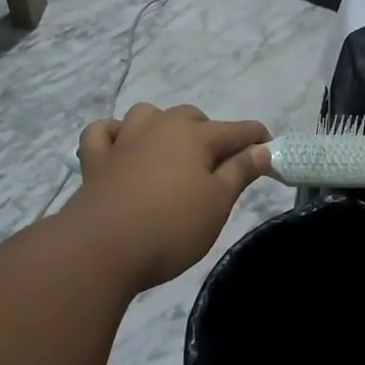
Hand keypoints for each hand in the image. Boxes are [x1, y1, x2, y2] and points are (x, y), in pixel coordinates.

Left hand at [65, 104, 269, 289]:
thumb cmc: (172, 227)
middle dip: (209, 132)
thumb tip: (261, 149)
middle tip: (218, 165)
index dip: (256, 139)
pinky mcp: (95, 161)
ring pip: (147, 115)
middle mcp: (159, 128)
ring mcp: (123, 141)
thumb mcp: (217, 203)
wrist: (103, 249)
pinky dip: (114, 134)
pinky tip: (121, 147)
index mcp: (195, 137)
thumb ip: (239, 172)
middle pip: (191, 117)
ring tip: (171, 151)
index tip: (269, 152)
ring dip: (162, 126)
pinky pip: (103, 133)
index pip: (236, 130)